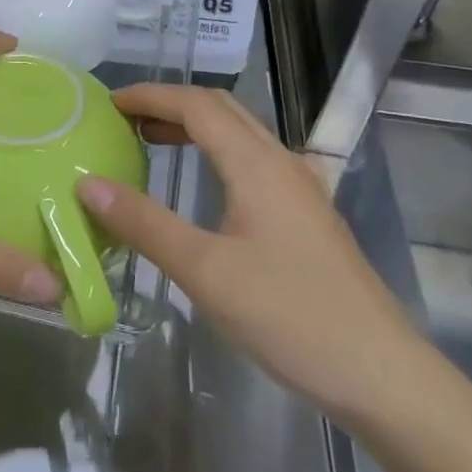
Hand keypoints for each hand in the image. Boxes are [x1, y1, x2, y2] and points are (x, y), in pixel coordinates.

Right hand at [76, 84, 424, 422]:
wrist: (383, 376)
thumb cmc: (290, 317)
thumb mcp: (205, 271)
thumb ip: (145, 224)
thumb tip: (88, 184)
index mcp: (257, 165)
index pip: (196, 105)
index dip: (150, 96)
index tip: (107, 103)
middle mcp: (282, 163)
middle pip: (221, 109)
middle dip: (170, 104)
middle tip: (123, 120)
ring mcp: (301, 189)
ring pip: (240, 135)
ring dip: (193, 127)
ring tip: (151, 142)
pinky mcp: (307, 217)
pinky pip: (253, 161)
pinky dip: (215, 153)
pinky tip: (204, 186)